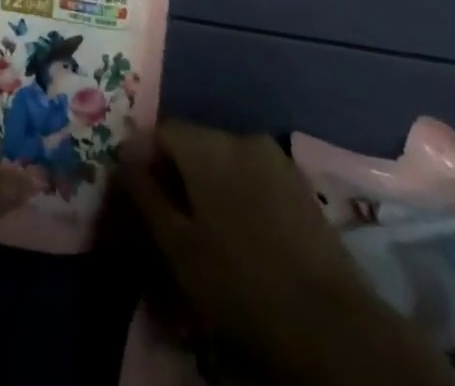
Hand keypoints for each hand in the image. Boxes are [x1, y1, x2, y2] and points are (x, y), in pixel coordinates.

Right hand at [123, 120, 454, 385]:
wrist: (330, 323)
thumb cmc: (239, 282)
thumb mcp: (177, 246)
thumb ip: (145, 193)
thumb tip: (124, 155)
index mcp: (206, 144)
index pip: (160, 130)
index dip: (144, 159)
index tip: (139, 195)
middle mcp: (238, 135)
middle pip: (193, 142)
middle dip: (176, 172)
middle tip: (170, 217)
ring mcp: (274, 157)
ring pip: (224, 159)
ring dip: (208, 183)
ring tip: (205, 228)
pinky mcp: (298, 182)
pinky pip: (252, 174)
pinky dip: (237, 193)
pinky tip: (240, 232)